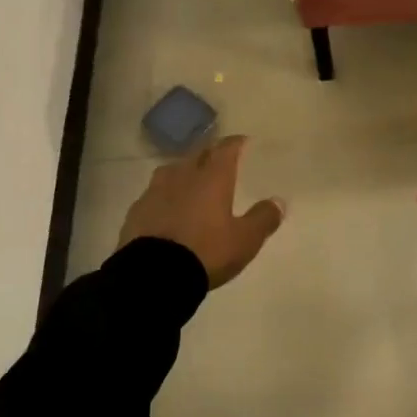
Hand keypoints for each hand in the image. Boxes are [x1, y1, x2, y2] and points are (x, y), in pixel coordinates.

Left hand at [117, 135, 285, 288]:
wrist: (153, 274)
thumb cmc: (206, 251)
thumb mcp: (244, 240)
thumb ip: (263, 219)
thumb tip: (278, 201)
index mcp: (212, 178)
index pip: (226, 149)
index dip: (235, 143)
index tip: (242, 142)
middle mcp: (183, 175)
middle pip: (198, 155)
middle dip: (210, 154)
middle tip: (219, 160)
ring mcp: (156, 190)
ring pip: (173, 170)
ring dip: (185, 171)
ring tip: (191, 180)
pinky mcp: (137, 209)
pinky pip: (154, 193)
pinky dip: (165, 195)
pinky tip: (166, 206)